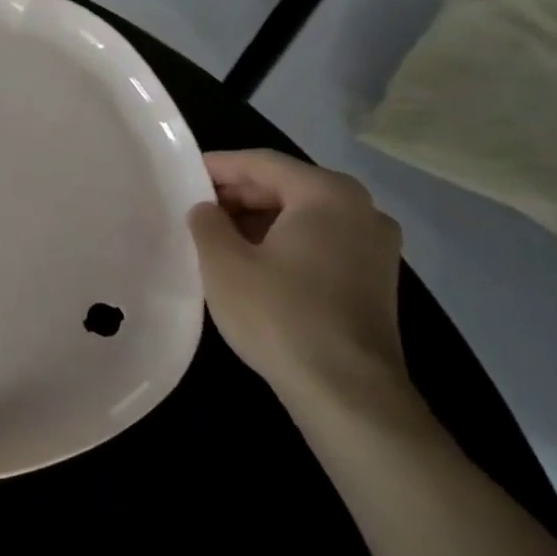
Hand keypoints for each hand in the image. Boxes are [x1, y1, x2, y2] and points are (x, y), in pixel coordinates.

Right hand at [187, 150, 408, 412]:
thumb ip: (207, 222)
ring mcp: (375, 246)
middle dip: (238, 193)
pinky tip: (252, 263)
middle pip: (287, 185)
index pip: (261, 163)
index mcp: (327, 194)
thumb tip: (207, 210)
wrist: (347, 392)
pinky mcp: (375, 278)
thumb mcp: (223, 263)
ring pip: (304, 214)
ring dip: (258, 219)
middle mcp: (361, 209)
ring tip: (216, 236)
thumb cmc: (279, 314)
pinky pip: (320, 241)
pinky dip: (283, 241)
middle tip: (194, 207)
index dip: (217, 166)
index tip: (181, 175)